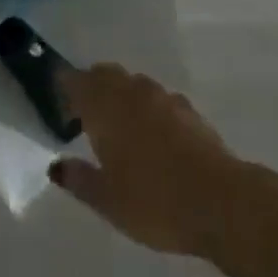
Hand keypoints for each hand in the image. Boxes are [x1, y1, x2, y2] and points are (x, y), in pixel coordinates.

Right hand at [51, 64, 244, 258]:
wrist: (221, 201)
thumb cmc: (155, 202)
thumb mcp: (108, 201)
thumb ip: (79, 179)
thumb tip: (56, 165)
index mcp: (105, 107)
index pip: (76, 81)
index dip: (64, 89)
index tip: (60, 108)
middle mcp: (131, 91)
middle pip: (104, 74)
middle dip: (91, 87)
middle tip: (84, 116)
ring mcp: (162, 96)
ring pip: (132, 83)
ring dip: (119, 95)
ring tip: (118, 127)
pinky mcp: (188, 109)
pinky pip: (156, 98)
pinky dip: (146, 107)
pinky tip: (152, 135)